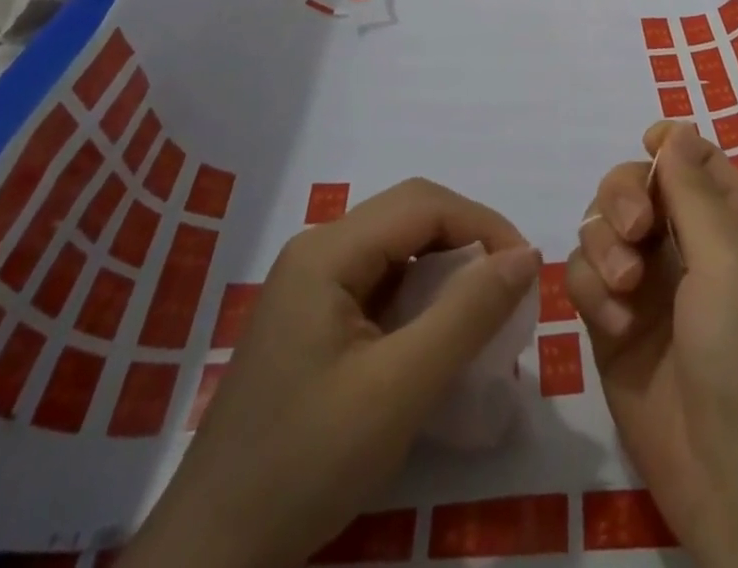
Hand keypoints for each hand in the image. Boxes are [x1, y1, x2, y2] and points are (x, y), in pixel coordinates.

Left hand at [122, 178, 540, 567]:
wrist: (210, 559)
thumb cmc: (306, 465)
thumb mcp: (400, 389)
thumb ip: (468, 313)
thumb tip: (527, 255)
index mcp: (327, 251)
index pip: (424, 204)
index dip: (483, 224)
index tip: (526, 269)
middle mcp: (317, 250)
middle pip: (410, 215)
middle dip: (468, 239)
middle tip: (509, 285)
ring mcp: (310, 284)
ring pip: (398, 245)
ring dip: (447, 266)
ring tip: (483, 308)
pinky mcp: (312, 317)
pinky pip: (381, 280)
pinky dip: (421, 294)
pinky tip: (437, 332)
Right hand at [570, 122, 737, 567]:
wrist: (730, 472)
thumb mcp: (730, 259)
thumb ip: (694, 190)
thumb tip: (676, 128)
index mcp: (730, 224)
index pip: (694, 161)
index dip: (668, 146)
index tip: (647, 144)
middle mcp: (687, 245)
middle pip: (636, 185)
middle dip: (625, 196)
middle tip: (635, 230)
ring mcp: (646, 283)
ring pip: (602, 225)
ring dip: (605, 245)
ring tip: (625, 288)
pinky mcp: (611, 321)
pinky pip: (583, 276)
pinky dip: (592, 290)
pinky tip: (614, 323)